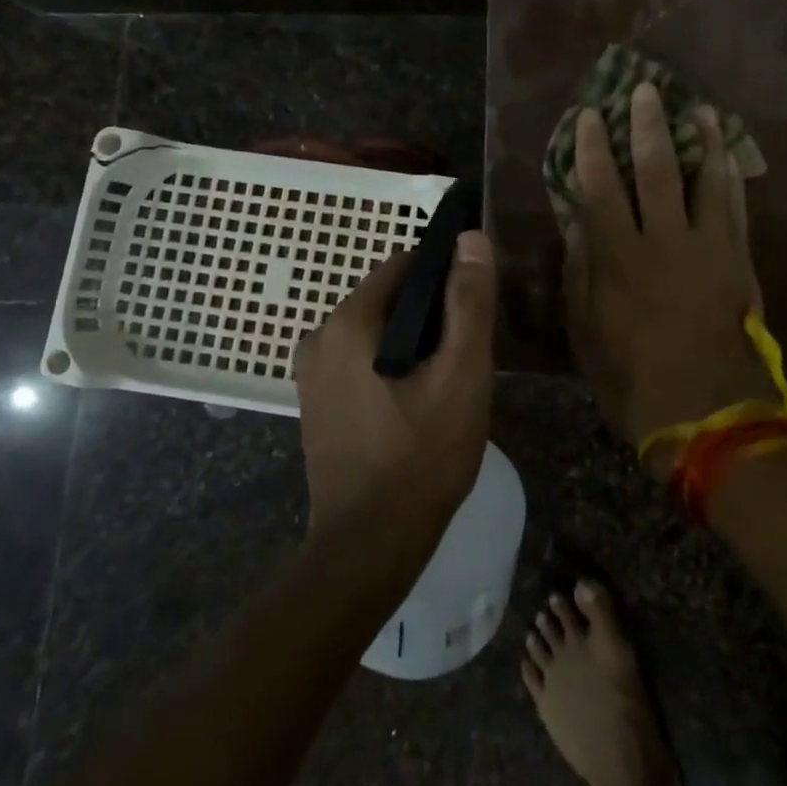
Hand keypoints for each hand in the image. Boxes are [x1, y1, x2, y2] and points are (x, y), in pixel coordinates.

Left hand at [294, 231, 497, 545]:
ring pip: (378, 331)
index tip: (474, 309)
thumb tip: (470, 238)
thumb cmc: (421, 457)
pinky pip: (362, 360)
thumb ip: (468, 302)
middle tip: (465, 357)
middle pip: (390, 298)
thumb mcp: (460, 374)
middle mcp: (319, 336)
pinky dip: (392, 366)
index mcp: (348, 321)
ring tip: (447, 384)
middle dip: (431, 315)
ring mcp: (312, 372)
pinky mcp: (317, 402)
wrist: (368, 547)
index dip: (445, 277)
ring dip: (414, 344)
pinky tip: (418, 404)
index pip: (404, 265)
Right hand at [563, 82, 771, 473]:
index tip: (588, 116)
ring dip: (702, 139)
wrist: (708, 414)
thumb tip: (574, 222)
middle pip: (656, 169)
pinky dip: (730, 177)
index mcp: (619, 257)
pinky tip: (727, 156)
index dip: (592, 148)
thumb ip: (580, 271)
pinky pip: (735, 207)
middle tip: (646, 89)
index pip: (601, 186)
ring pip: (705, 178)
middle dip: (648, 125)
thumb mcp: (586, 331)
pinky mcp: (738, 260)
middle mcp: (663, 240)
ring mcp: (707, 247)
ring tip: (700, 108)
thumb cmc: (632, 377)